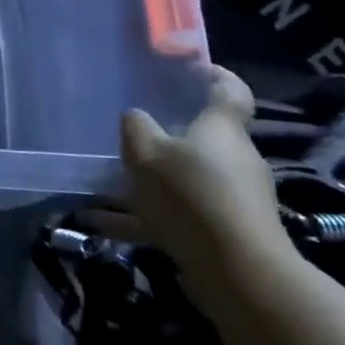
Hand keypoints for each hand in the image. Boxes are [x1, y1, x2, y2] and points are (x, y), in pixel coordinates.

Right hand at [80, 67, 296, 315]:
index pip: (230, 91)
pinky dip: (146, 218)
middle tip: (134, 136)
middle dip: (170, 136)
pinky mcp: (228, 233)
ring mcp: (236, 198)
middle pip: (205, 138)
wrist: (241, 274)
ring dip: (153, 182)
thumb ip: (136, 129)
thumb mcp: (146, 154)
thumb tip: (136, 117)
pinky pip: (181, 216)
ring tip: (107, 188)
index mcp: (221, 129)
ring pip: (188, 179)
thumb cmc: (192, 196)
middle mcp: (235, 158)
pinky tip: (104, 227)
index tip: (194, 69)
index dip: (215, 75)